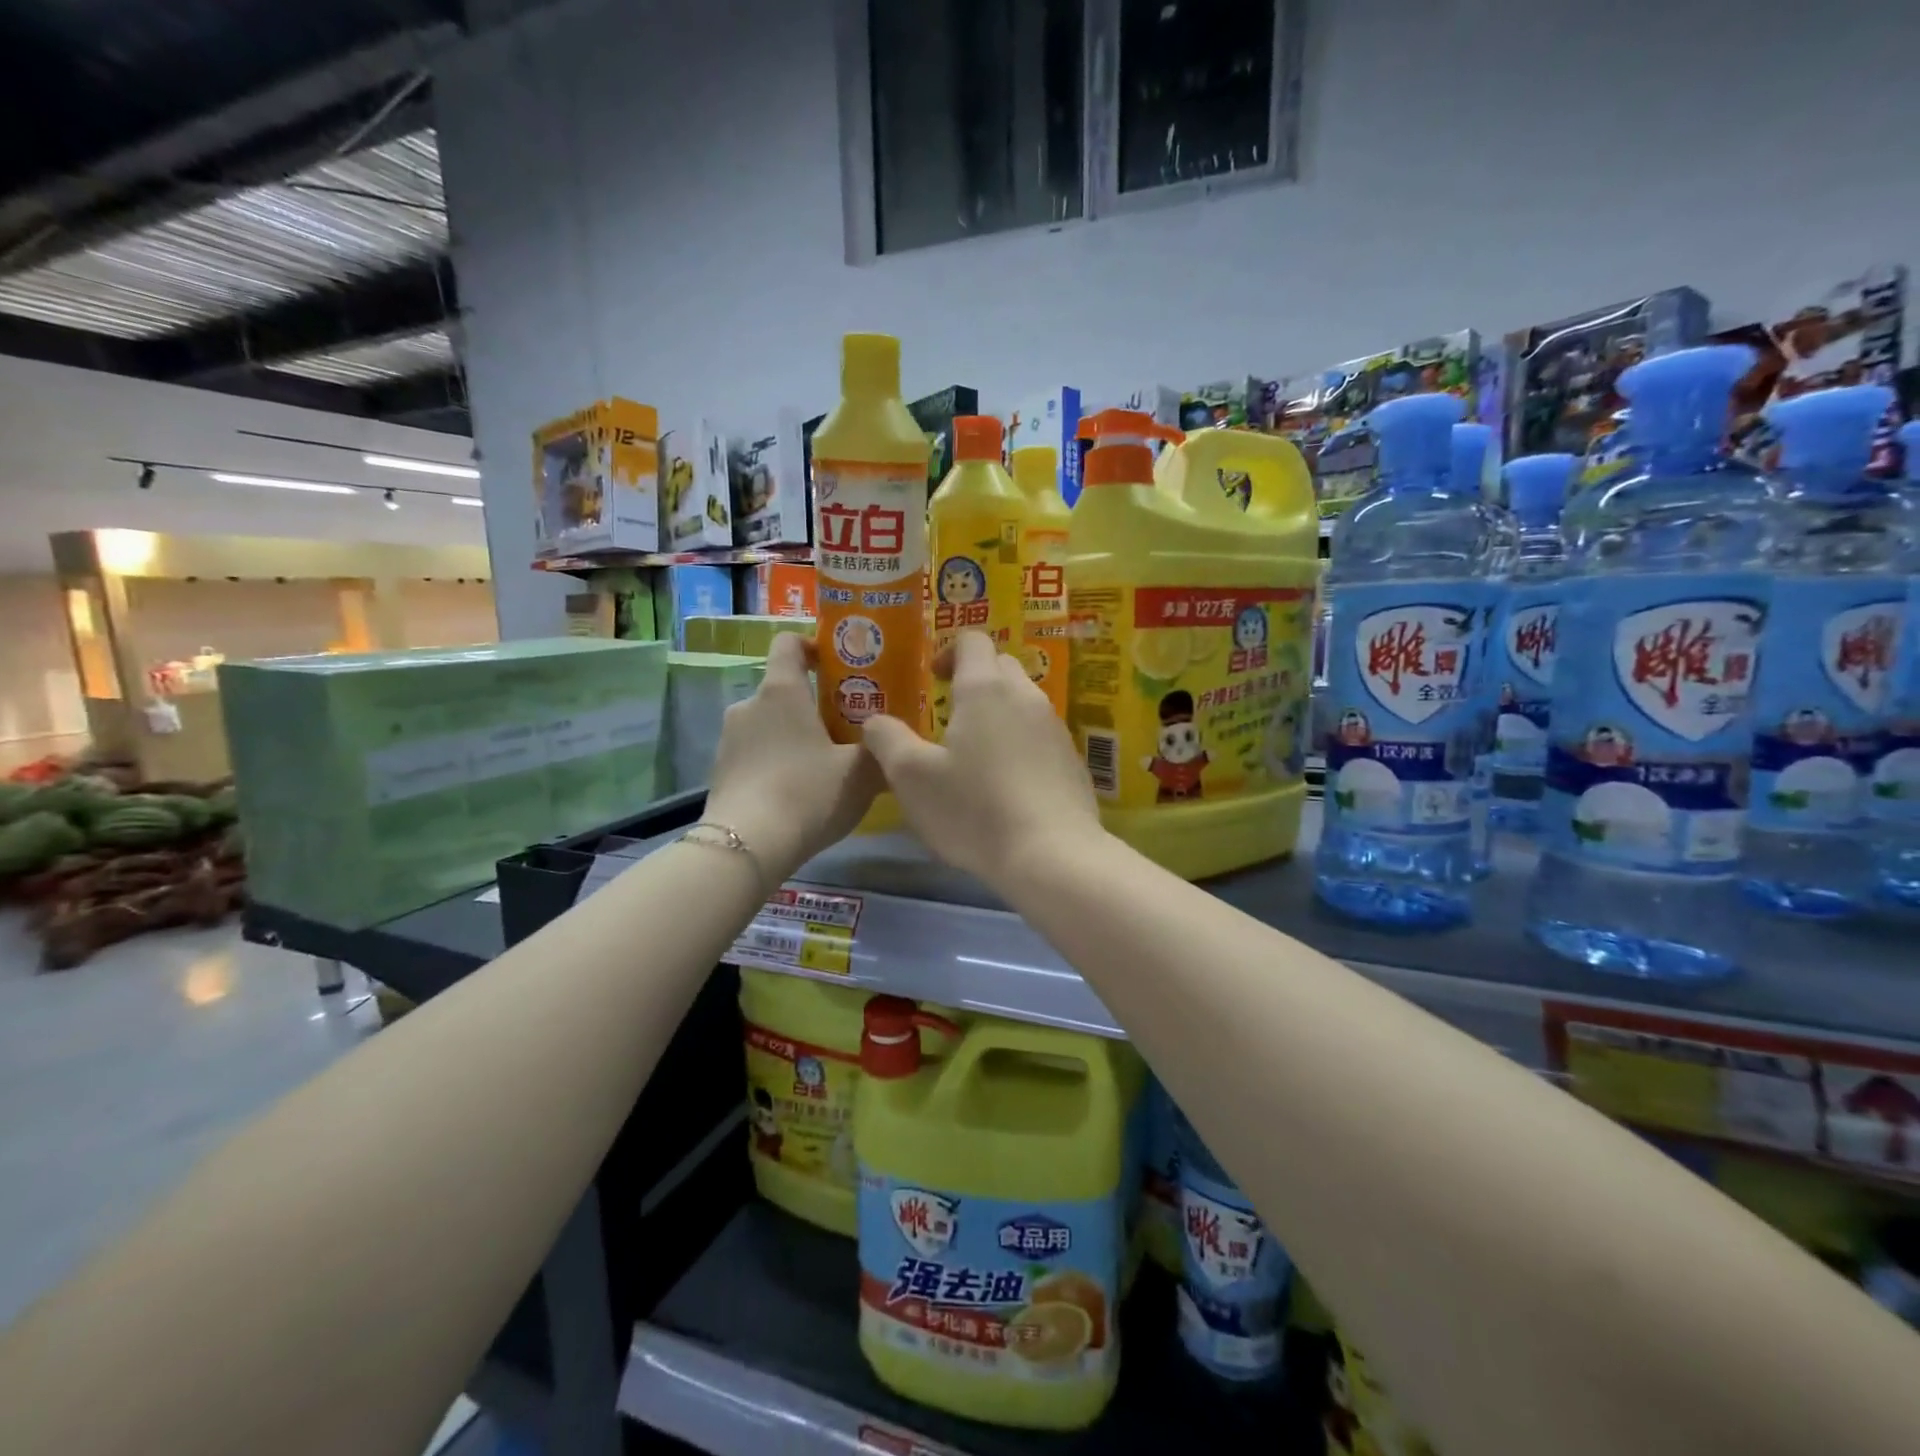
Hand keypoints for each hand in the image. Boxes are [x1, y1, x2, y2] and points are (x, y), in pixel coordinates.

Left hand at [705, 634, 882, 880]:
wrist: (747, 846)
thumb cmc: (807, 793)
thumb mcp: (860, 773)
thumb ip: (878, 750)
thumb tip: (890, 742)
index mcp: (782, 690)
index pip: (789, 643)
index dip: (813, 645)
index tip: (837, 664)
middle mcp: (749, 705)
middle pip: (783, 689)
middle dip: (813, 704)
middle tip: (846, 728)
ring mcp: (729, 739)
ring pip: (770, 725)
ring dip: (795, 736)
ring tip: (824, 766)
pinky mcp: (721, 772)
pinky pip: (756, 754)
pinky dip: (776, 763)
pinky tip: (798, 793)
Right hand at [863, 632, 1101, 887]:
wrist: (1052, 855)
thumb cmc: (974, 810)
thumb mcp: (911, 778)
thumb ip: (886, 739)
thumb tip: (876, 720)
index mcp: (985, 688)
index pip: (972, 641)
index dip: (948, 652)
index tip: (932, 679)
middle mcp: (1026, 696)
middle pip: (1001, 666)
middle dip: (974, 679)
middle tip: (949, 714)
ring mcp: (1055, 728)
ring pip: (1023, 702)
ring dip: (999, 713)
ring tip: (976, 752)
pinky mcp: (1073, 760)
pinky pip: (1041, 735)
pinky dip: (1021, 744)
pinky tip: (1007, 783)